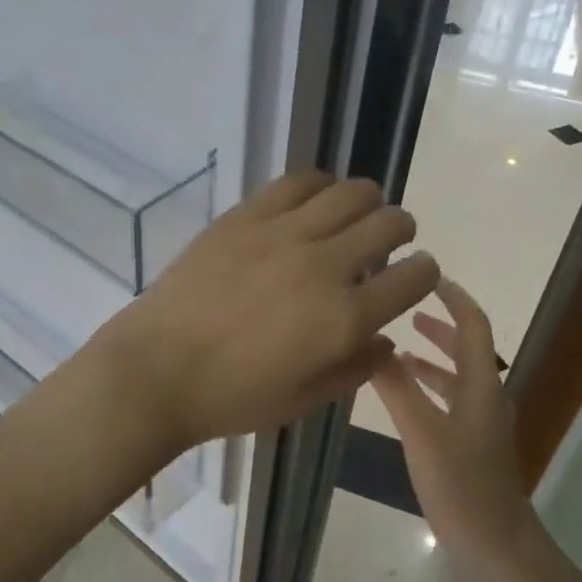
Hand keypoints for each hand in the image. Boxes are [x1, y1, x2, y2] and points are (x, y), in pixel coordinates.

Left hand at [91, 171, 440, 451]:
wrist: (158, 369)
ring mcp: (283, 233)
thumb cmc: (231, 397)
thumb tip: (385, 340)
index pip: (415, 277)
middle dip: (401, 231)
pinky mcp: (246, 216)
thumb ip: (355, 368)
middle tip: (386, 242)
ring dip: (366, 203)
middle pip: (390, 222)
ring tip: (351, 217)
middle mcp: (324, 265)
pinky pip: (298, 181)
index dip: (423, 273)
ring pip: (351, 192)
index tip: (413, 276)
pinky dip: (320, 186)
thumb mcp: (304, 400)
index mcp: (345, 318)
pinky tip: (313, 201)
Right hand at [370, 278, 540, 571]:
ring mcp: (480, 423)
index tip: (427, 276)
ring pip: (457, 375)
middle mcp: (485, 397)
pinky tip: (405, 395)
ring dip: (432, 356)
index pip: (473, 326)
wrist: (496, 544)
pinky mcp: (471, 444)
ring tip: (397, 347)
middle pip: (467, 348)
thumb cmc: (461, 484)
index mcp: (481, 386)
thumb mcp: (422, 432)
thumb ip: (396, 387)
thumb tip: (372, 344)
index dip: (454, 298)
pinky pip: (449, 400)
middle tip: (405, 308)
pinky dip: (429, 386)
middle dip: (439, 324)